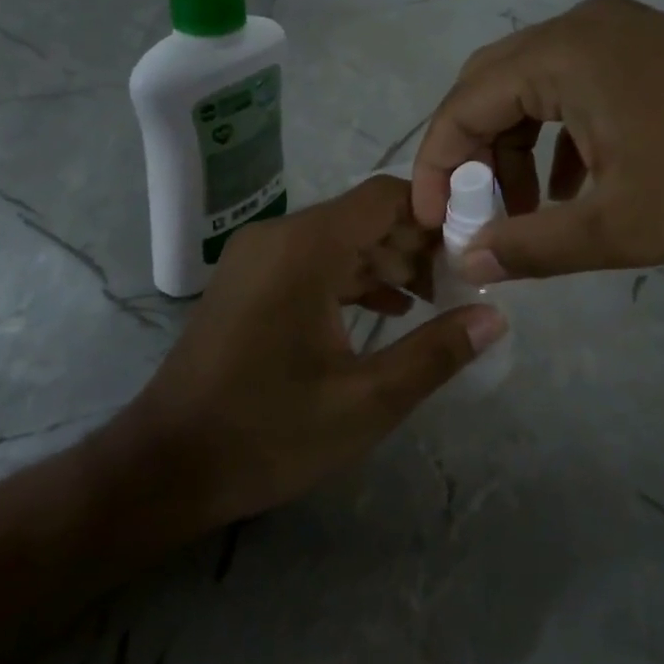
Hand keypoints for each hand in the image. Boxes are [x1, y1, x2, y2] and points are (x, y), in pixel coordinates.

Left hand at [120, 176, 507, 529]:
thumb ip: (436, 353)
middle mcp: (279, 236)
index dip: (435, 214)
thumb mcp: (366, 402)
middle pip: (364, 217)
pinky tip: (389, 311)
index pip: (385, 196)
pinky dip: (353, 279)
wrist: (166, 466)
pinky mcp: (249, 280)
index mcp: (305, 247)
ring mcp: (258, 257)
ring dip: (388, 264)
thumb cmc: (268, 433)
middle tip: (464, 282)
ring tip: (437, 299)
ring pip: (340, 240)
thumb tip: (496, 318)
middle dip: (417, 245)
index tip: (475, 248)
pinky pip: (313, 262)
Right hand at [411, 0, 663, 279]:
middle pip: (494, 87)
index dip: (436, 164)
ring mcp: (622, 33)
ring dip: (517, 149)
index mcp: (565, 53)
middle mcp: (584, 27)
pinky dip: (559, 137)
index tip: (432, 220)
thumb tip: (468, 261)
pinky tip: (575, 189)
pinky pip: (577, 89)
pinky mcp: (651, 51)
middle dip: (473, 155)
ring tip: (528, 212)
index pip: (465, 102)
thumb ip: (530, 246)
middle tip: (472, 213)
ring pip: (536, 89)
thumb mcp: (617, 228)